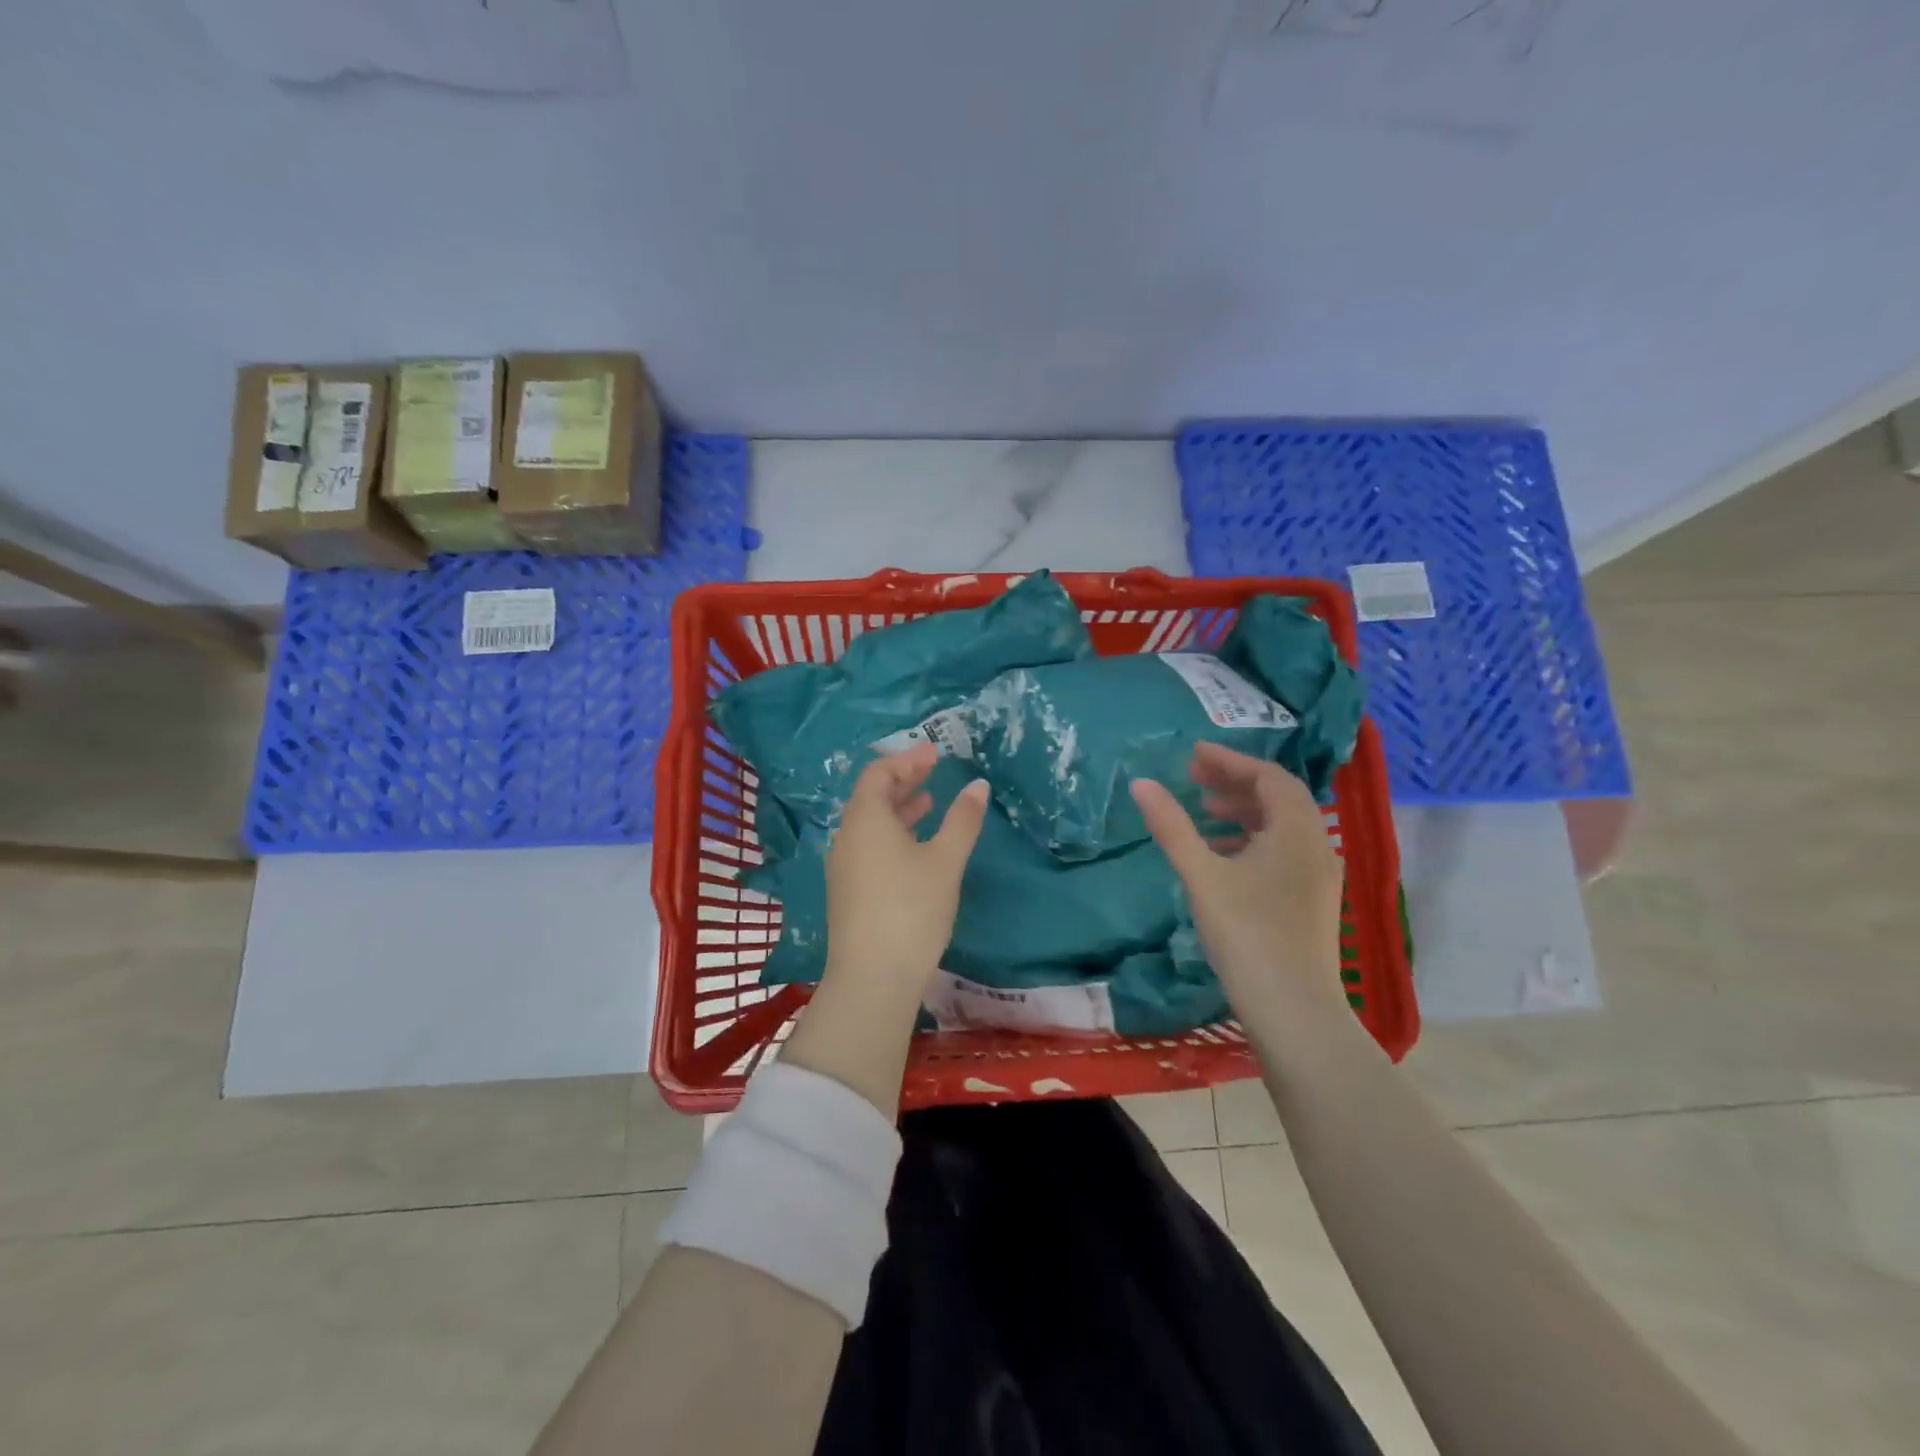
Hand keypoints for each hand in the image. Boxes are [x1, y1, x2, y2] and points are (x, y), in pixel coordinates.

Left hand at [822, 743, 989, 1006]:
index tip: (936, 753)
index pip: (879, 773)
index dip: (907, 758)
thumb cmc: (911, 910)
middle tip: (933, 770)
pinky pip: (868, 845)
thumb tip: (978, 785)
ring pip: (869, 823)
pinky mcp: (847, 890)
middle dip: (903, 780)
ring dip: (899, 808)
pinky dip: (892, 833)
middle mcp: (847, 836)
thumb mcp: (945, 861)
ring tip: (929, 803)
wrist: (872, 978)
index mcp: (865, 819)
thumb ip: (963, 820)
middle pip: (871, 795)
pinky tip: (915, 847)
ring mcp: (843, 865)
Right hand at [1130, 742, 1346, 1021]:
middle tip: (1194, 779)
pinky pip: (1285, 851)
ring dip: (1245, 811)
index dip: (1230, 761)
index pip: (1268, 776)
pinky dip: (1254, 840)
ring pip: (1283, 826)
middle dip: (1236, 782)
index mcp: (1297, 830)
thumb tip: (1141, 783)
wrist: (1293, 1010)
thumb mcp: (1201, 874)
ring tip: (1205, 813)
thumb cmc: (1246, 933)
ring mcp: (1319, 877)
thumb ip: (1172, 826)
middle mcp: (1317, 845)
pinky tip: (1224, 857)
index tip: (1193, 755)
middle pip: (1279, 798)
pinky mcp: (1312, 902)